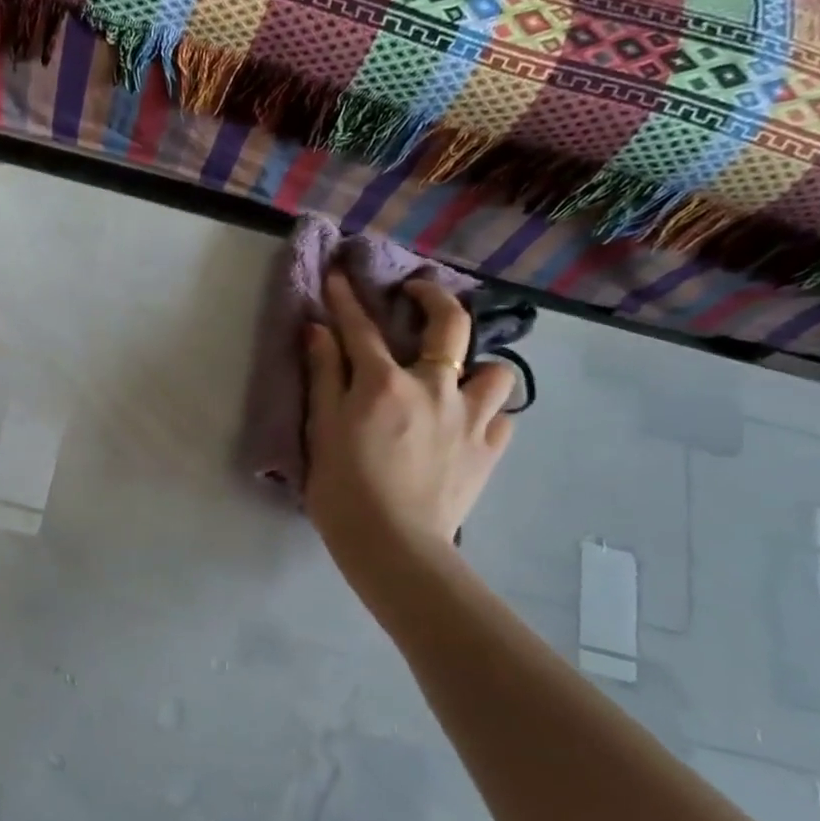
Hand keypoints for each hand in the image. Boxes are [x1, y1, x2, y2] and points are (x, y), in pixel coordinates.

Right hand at [303, 273, 515, 566]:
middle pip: (449, 324)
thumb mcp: (321, 430)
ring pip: (496, 370)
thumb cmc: (343, 490)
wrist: (393, 545)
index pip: (361, 328)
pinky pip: (501, 418)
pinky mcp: (488, 450)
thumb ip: (323, 376)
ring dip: (478, 366)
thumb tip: (318, 329)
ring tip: (458, 379)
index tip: (339, 276)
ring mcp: (470, 418)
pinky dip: (486, 415)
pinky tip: (467, 426)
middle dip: (434, 296)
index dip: (347, 299)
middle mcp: (434, 388)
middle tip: (418, 292)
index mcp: (384, 383)